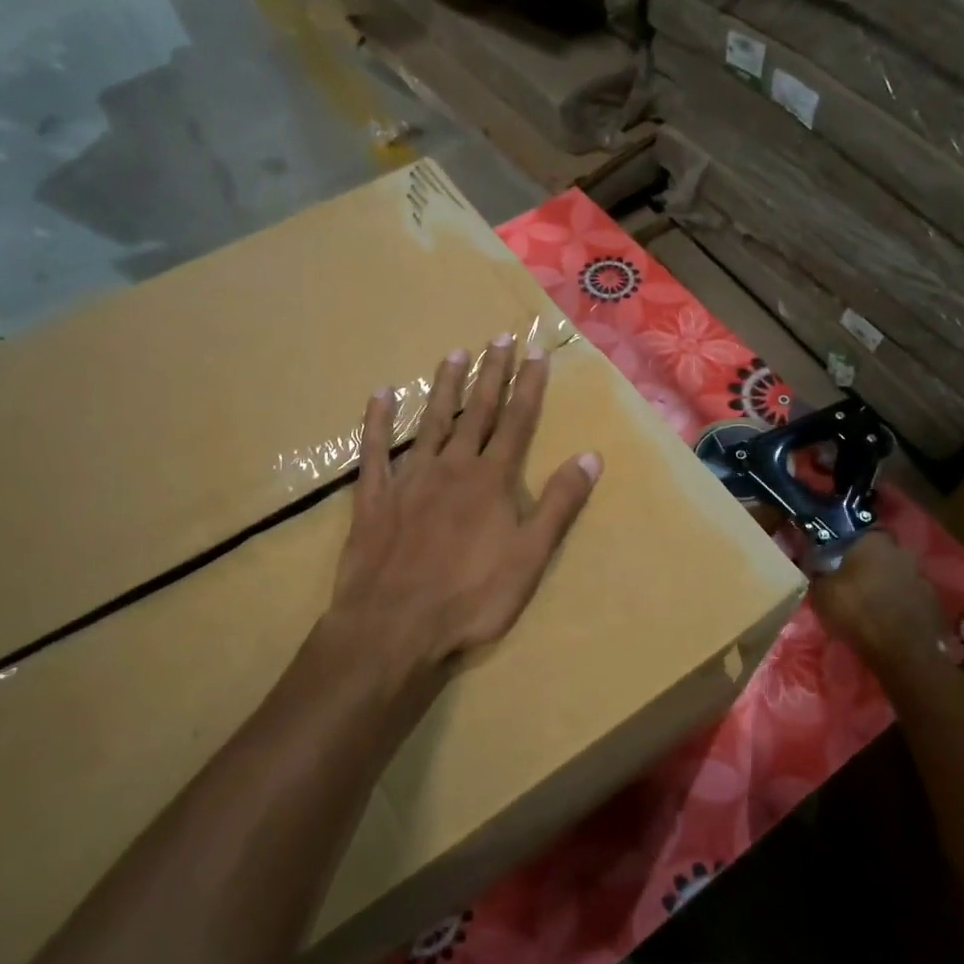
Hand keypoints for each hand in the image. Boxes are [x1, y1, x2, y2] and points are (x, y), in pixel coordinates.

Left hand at [325, 336, 602, 690]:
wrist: (394, 626)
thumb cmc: (471, 598)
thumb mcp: (530, 557)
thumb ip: (558, 504)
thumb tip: (589, 456)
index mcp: (491, 480)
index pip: (517, 422)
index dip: (529, 386)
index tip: (536, 351)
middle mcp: (452, 467)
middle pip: (477, 412)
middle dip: (491, 374)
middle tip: (498, 337)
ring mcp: (410, 478)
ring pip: (431, 421)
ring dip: (444, 387)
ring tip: (454, 353)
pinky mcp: (375, 497)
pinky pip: (375, 451)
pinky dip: (377, 421)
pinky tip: (381, 395)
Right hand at [810, 532, 949, 673]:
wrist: (901, 650)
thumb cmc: (856, 611)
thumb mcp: (821, 592)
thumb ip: (819, 575)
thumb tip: (816, 568)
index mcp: (874, 542)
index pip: (863, 532)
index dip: (851, 545)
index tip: (840, 558)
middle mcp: (902, 552)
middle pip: (883, 554)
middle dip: (871, 565)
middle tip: (854, 582)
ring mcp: (922, 578)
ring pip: (899, 575)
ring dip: (887, 585)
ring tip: (872, 605)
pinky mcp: (934, 603)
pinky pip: (911, 598)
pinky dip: (901, 605)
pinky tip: (889, 620)